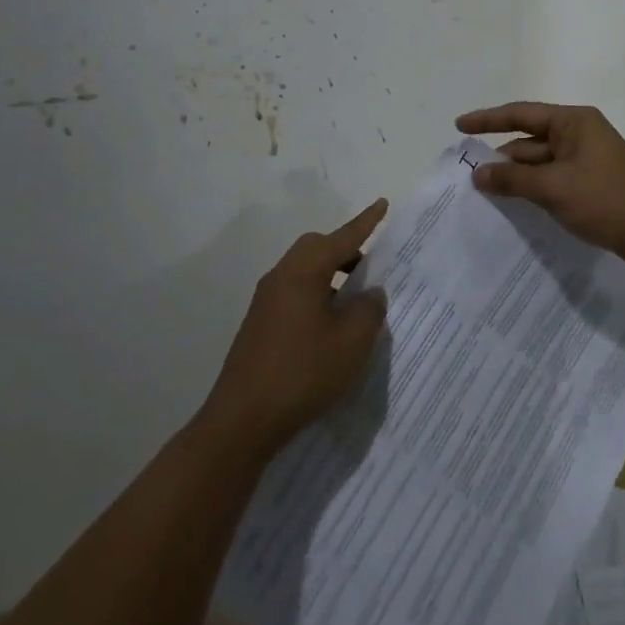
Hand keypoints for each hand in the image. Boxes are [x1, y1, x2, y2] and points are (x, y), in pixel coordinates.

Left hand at [201, 201, 389, 454]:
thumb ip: (369, 309)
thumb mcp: (352, 341)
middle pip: (317, 248)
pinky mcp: (259, 324)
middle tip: (371, 268)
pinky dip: (317, 296)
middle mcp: (281, 276)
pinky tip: (329, 328)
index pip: (343, 237)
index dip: (366, 222)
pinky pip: (294, 293)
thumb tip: (370, 294)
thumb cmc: (303, 372)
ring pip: (305, 272)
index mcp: (304, 271)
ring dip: (331, 277)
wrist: (242, 421)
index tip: (383, 203)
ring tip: (355, 303)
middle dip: (346, 251)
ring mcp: (266, 301)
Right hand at [454, 102, 624, 263]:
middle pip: (529, 140)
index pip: (521, 114)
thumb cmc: (606, 200)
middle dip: (501, 156)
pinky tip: (513, 204)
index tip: (459, 126)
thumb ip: (513, 179)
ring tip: (483, 192)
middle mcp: (579, 133)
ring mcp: (586, 159)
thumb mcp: (554, 188)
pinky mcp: (590, 182)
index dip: (488, 119)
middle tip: (467, 173)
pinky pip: (552, 178)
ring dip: (515, 176)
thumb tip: (478, 174)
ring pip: (540, 162)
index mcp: (573, 122)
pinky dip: (532, 188)